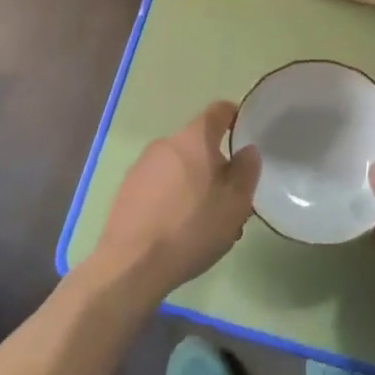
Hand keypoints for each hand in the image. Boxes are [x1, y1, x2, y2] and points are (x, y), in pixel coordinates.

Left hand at [91, 102, 260, 301]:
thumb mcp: (235, 204)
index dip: (234, 118)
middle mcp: (166, 143)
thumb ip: (246, 171)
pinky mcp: (126, 188)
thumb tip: (247, 150)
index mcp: (194, 138)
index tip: (245, 136)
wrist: (132, 264)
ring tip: (205, 220)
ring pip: (178, 165)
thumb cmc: (192, 228)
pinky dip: (172, 196)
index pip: (218, 111)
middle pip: (198, 143)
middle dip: (215, 164)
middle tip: (229, 197)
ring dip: (194, 183)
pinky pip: (159, 183)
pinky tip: (178, 228)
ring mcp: (142, 165)